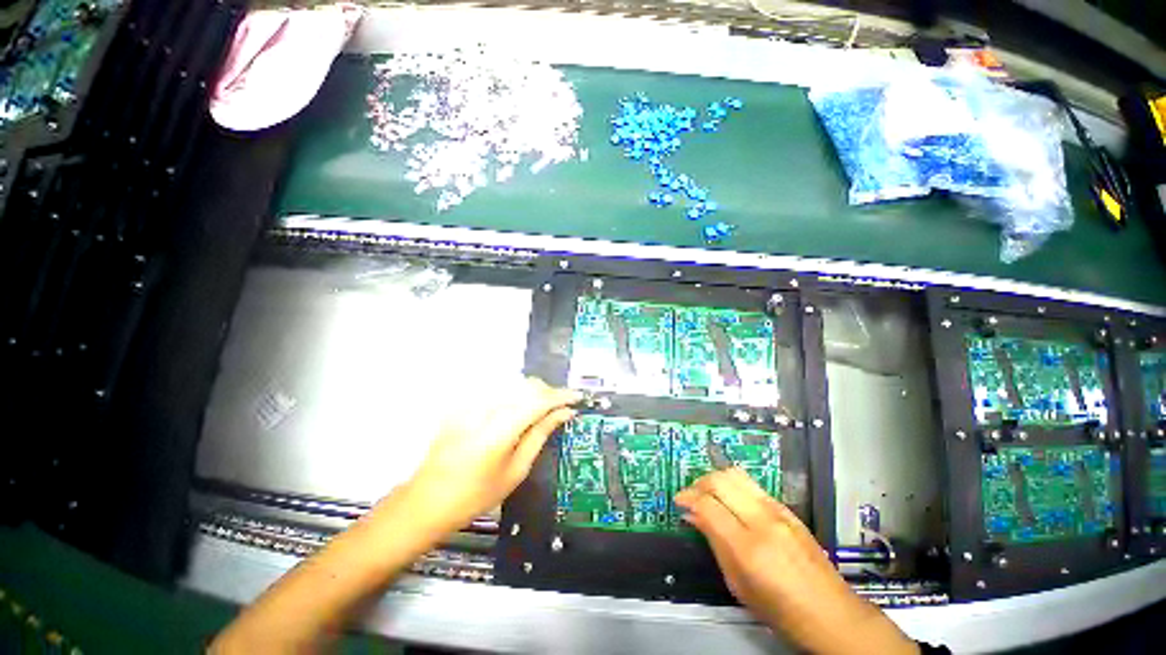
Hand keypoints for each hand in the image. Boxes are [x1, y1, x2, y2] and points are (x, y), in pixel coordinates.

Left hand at [403, 377, 579, 531]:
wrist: (427, 500)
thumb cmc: (475, 495)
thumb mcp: (516, 471)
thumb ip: (540, 435)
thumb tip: (564, 413)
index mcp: (499, 431)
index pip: (538, 400)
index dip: (561, 395)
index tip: (577, 397)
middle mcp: (484, 409)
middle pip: (526, 385)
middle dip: (548, 392)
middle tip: (559, 408)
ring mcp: (471, 404)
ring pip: (513, 383)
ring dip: (533, 391)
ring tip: (541, 408)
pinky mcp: (463, 403)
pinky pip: (497, 388)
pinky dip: (514, 393)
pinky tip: (517, 409)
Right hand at [675, 469, 916, 654]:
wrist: (831, 613)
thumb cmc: (782, 611)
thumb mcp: (739, 585)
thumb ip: (715, 544)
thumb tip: (694, 516)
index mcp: (748, 547)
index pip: (708, 505)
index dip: (687, 498)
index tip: (679, 501)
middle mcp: (762, 521)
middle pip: (720, 481)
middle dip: (699, 483)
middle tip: (691, 495)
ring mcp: (778, 511)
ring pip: (736, 475)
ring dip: (716, 478)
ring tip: (708, 492)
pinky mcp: (787, 509)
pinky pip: (752, 484)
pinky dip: (734, 484)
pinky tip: (730, 498)